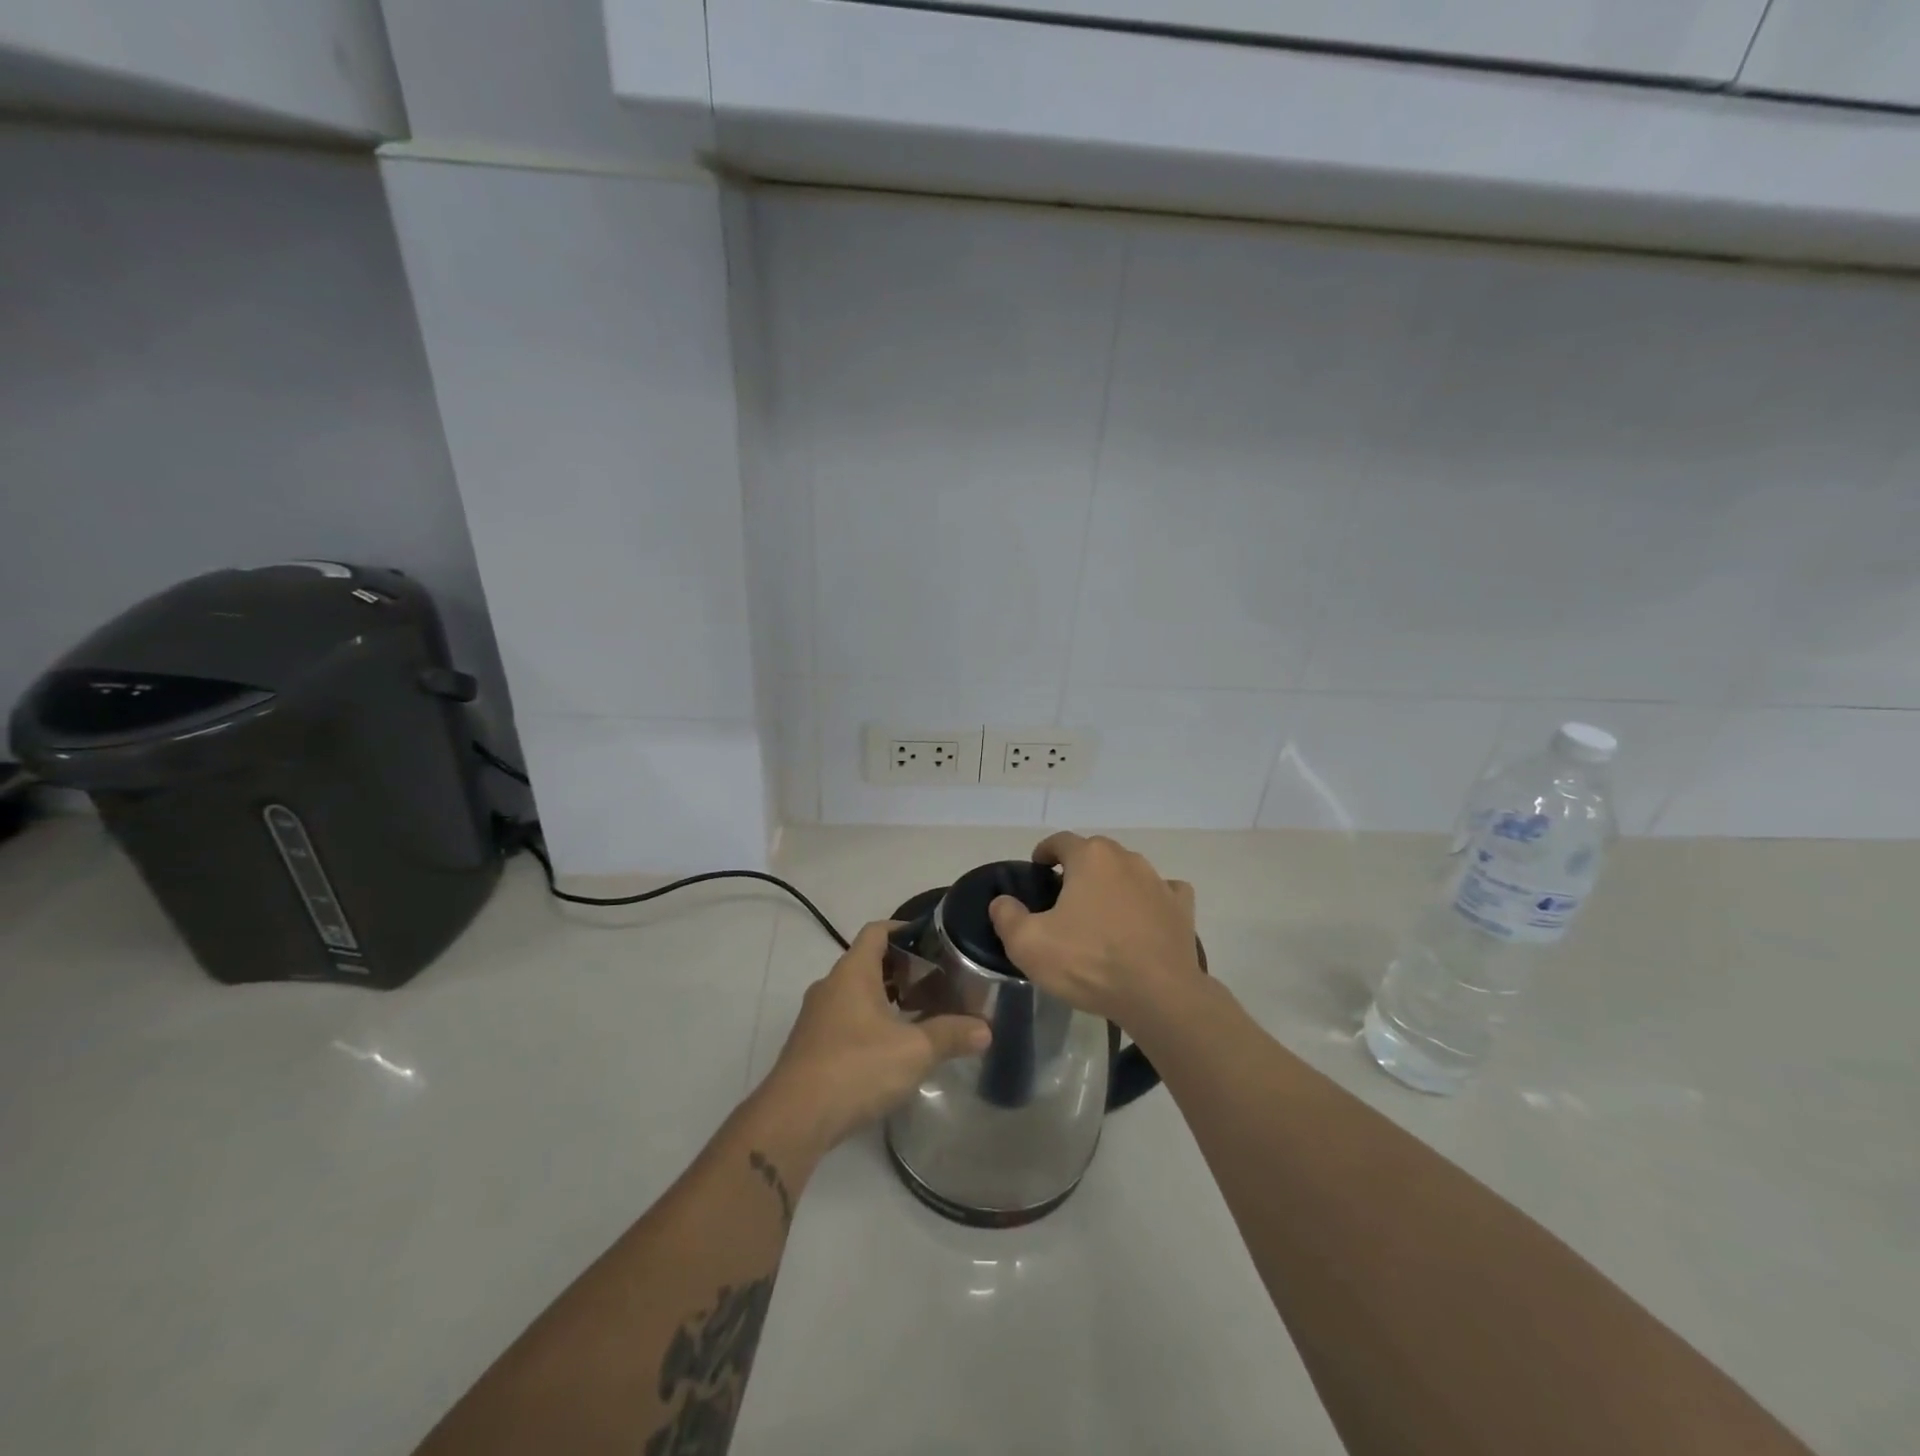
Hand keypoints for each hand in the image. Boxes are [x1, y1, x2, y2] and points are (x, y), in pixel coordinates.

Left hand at [762, 921, 990, 1150]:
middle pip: (868, 962)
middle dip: (903, 968)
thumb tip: (986, 1029)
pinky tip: (894, 1047)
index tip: (934, 939)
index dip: (904, 928)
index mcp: (852, 972)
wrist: (794, 1119)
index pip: (877, 931)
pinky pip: (846, 1019)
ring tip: (922, 1012)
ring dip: (887, 997)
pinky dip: (871, 1021)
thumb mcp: (914, 1050)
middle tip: (938, 979)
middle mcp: (831, 986)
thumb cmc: (856, 1067)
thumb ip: (951, 1035)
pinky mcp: (812, 1046)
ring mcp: (817, 1017)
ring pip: (857, 993)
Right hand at [988, 832, 1202, 1031]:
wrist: (1158, 995)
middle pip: (1096, 853)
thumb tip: (1002, 902)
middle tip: (1064, 895)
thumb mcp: (1029, 944)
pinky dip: (1149, 899)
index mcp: (1090, 858)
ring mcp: (1158, 882)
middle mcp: (1127, 859)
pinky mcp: (1181, 908)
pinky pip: (1162, 892)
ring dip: (1113, 884)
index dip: (1045, 851)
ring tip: (1100, 912)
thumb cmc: (1089, 962)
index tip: (1038, 867)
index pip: (1061, 840)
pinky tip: (1143, 918)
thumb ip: (1007, 917)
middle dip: (1079, 867)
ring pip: (1128, 871)